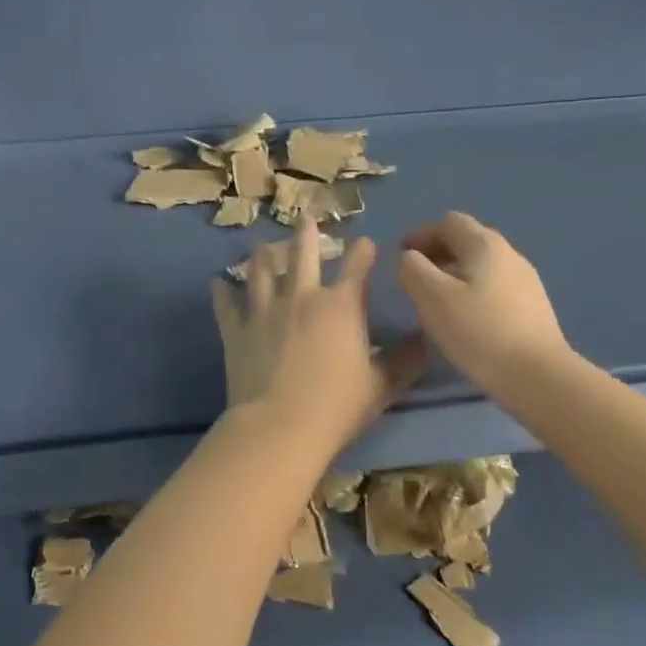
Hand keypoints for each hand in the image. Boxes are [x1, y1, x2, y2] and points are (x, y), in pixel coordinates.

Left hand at [211, 216, 427, 456]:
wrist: (279, 427)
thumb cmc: (336, 407)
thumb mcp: (381, 386)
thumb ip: (405, 361)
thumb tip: (427, 339)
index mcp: (341, 306)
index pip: (356, 266)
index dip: (363, 251)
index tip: (365, 242)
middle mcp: (302, 297)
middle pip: (303, 253)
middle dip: (307, 233)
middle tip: (306, 218)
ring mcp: (264, 310)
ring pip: (261, 270)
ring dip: (263, 254)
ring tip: (263, 244)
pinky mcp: (237, 330)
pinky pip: (226, 304)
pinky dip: (222, 291)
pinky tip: (218, 283)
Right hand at [397, 212, 571, 400]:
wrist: (538, 376)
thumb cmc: (479, 332)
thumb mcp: (432, 297)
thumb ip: (413, 269)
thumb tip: (409, 258)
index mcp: (485, 244)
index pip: (448, 222)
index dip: (420, 234)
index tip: (399, 256)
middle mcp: (509, 254)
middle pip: (467, 240)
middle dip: (437, 252)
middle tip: (414, 278)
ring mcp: (526, 281)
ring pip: (481, 265)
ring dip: (454, 273)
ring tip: (435, 300)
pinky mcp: (533, 307)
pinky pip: (494, 286)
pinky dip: (471, 290)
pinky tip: (464, 318)